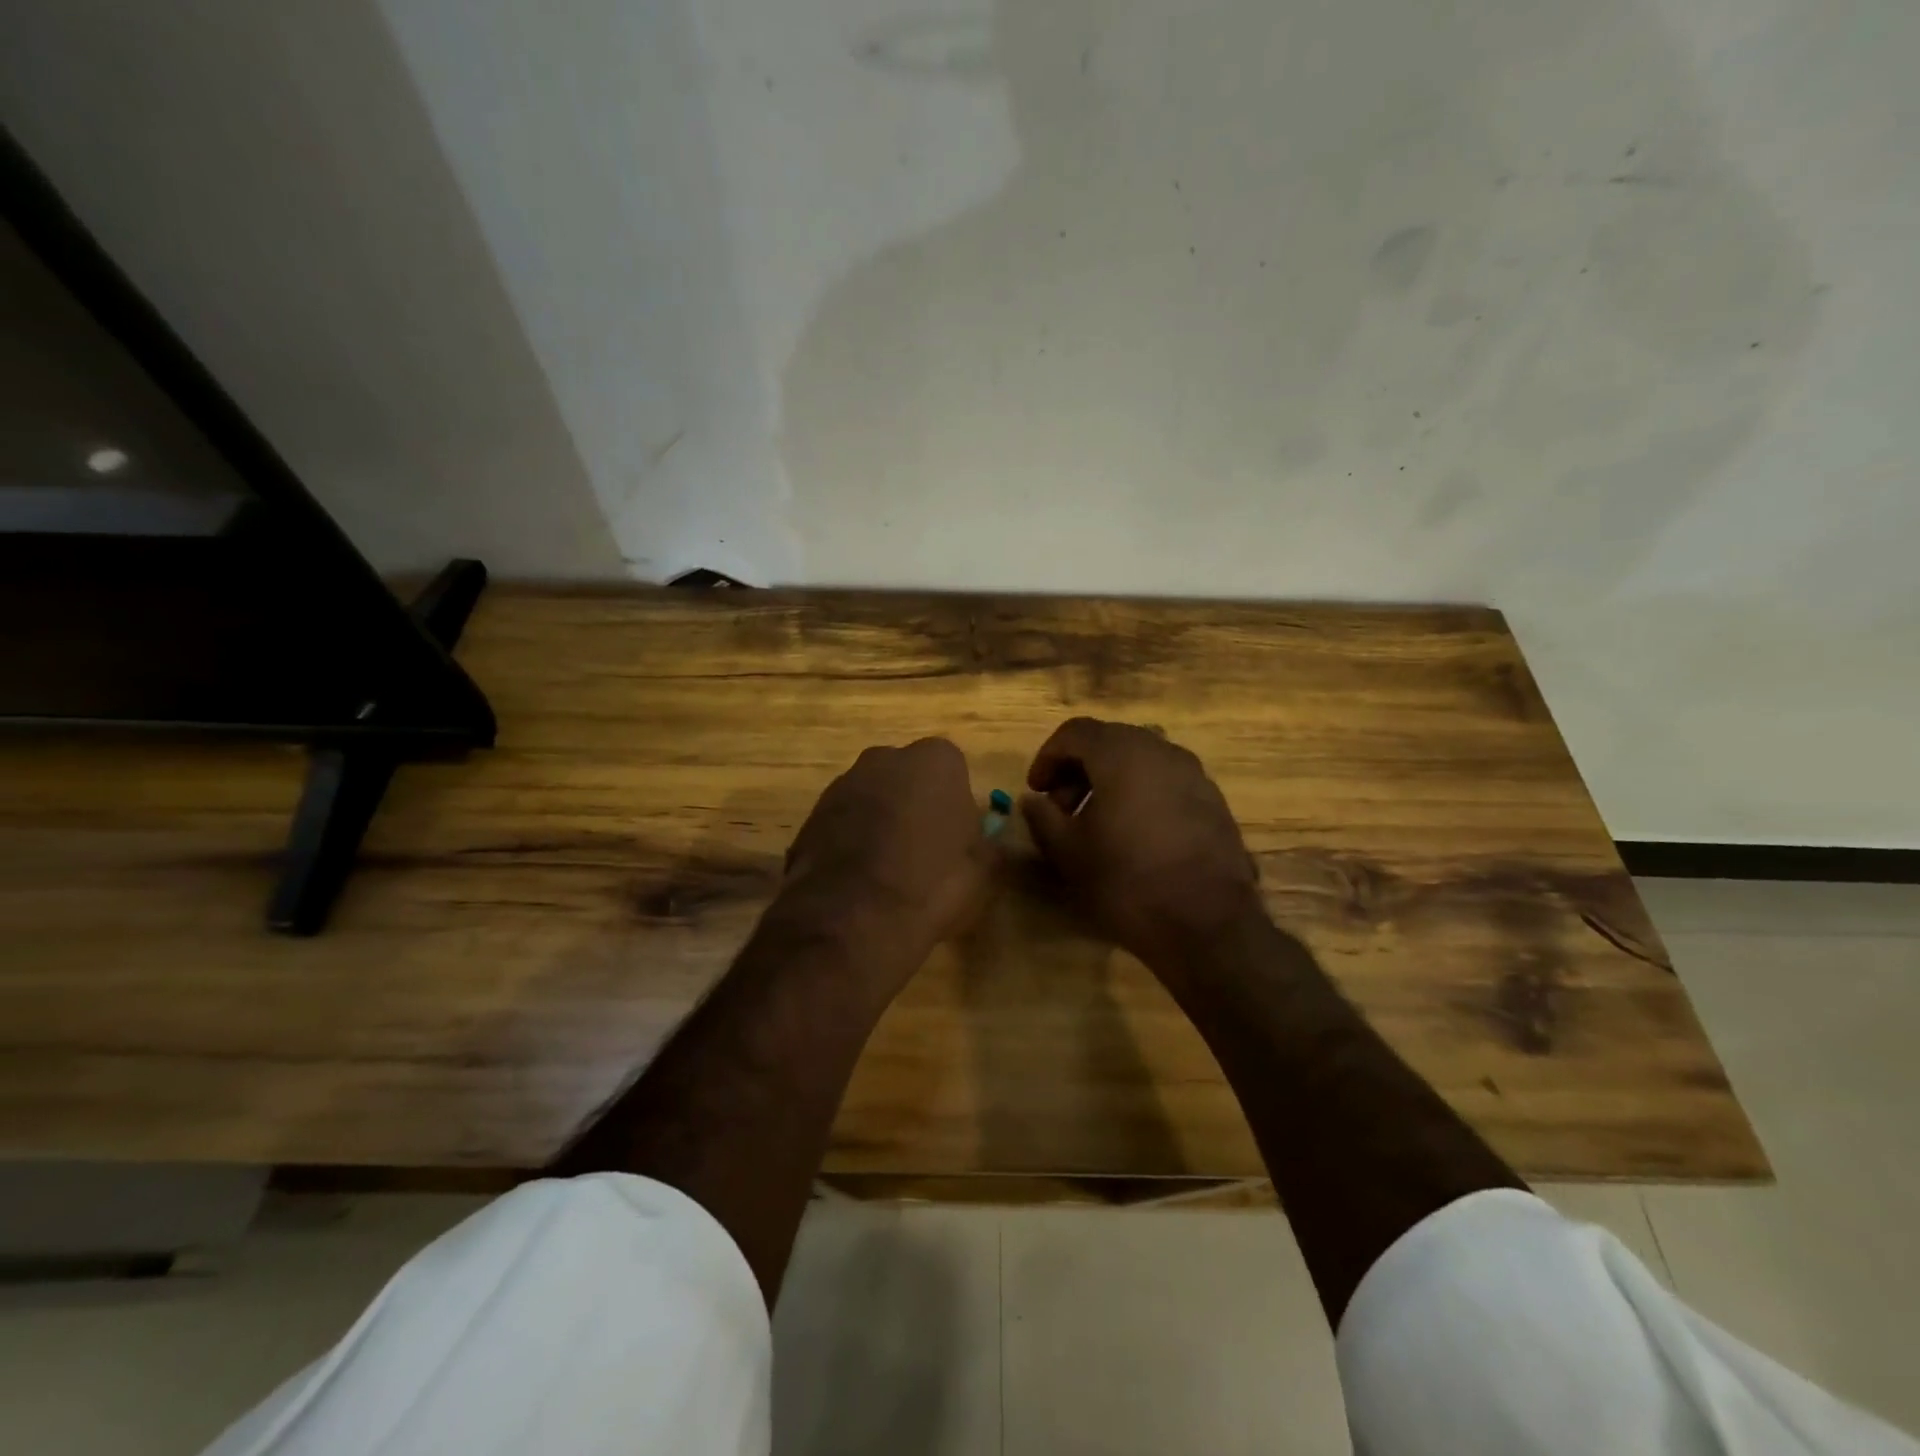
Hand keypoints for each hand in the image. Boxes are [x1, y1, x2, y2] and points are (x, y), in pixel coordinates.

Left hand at [781, 738, 996, 970]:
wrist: (853, 919)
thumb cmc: (933, 884)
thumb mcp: (983, 871)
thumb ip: (985, 843)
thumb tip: (983, 841)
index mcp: (935, 760)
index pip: (953, 770)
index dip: (955, 805)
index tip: (956, 838)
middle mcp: (885, 759)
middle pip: (908, 778)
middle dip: (914, 805)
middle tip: (924, 852)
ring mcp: (842, 785)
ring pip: (872, 799)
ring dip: (879, 824)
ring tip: (888, 873)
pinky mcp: (810, 816)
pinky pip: (842, 824)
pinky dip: (850, 844)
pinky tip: (858, 883)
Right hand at [1022, 717, 1261, 966]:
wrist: (1208, 925)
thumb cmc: (1126, 881)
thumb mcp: (1068, 852)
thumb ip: (1043, 817)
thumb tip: (1033, 800)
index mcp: (1122, 753)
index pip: (1075, 732)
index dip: (1048, 757)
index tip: (1036, 791)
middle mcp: (1161, 751)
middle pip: (1109, 741)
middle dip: (1079, 768)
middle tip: (1062, 808)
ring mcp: (1194, 774)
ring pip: (1140, 760)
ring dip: (1110, 780)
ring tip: (1096, 823)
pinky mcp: (1214, 801)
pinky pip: (1165, 782)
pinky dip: (1140, 794)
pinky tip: (1134, 835)